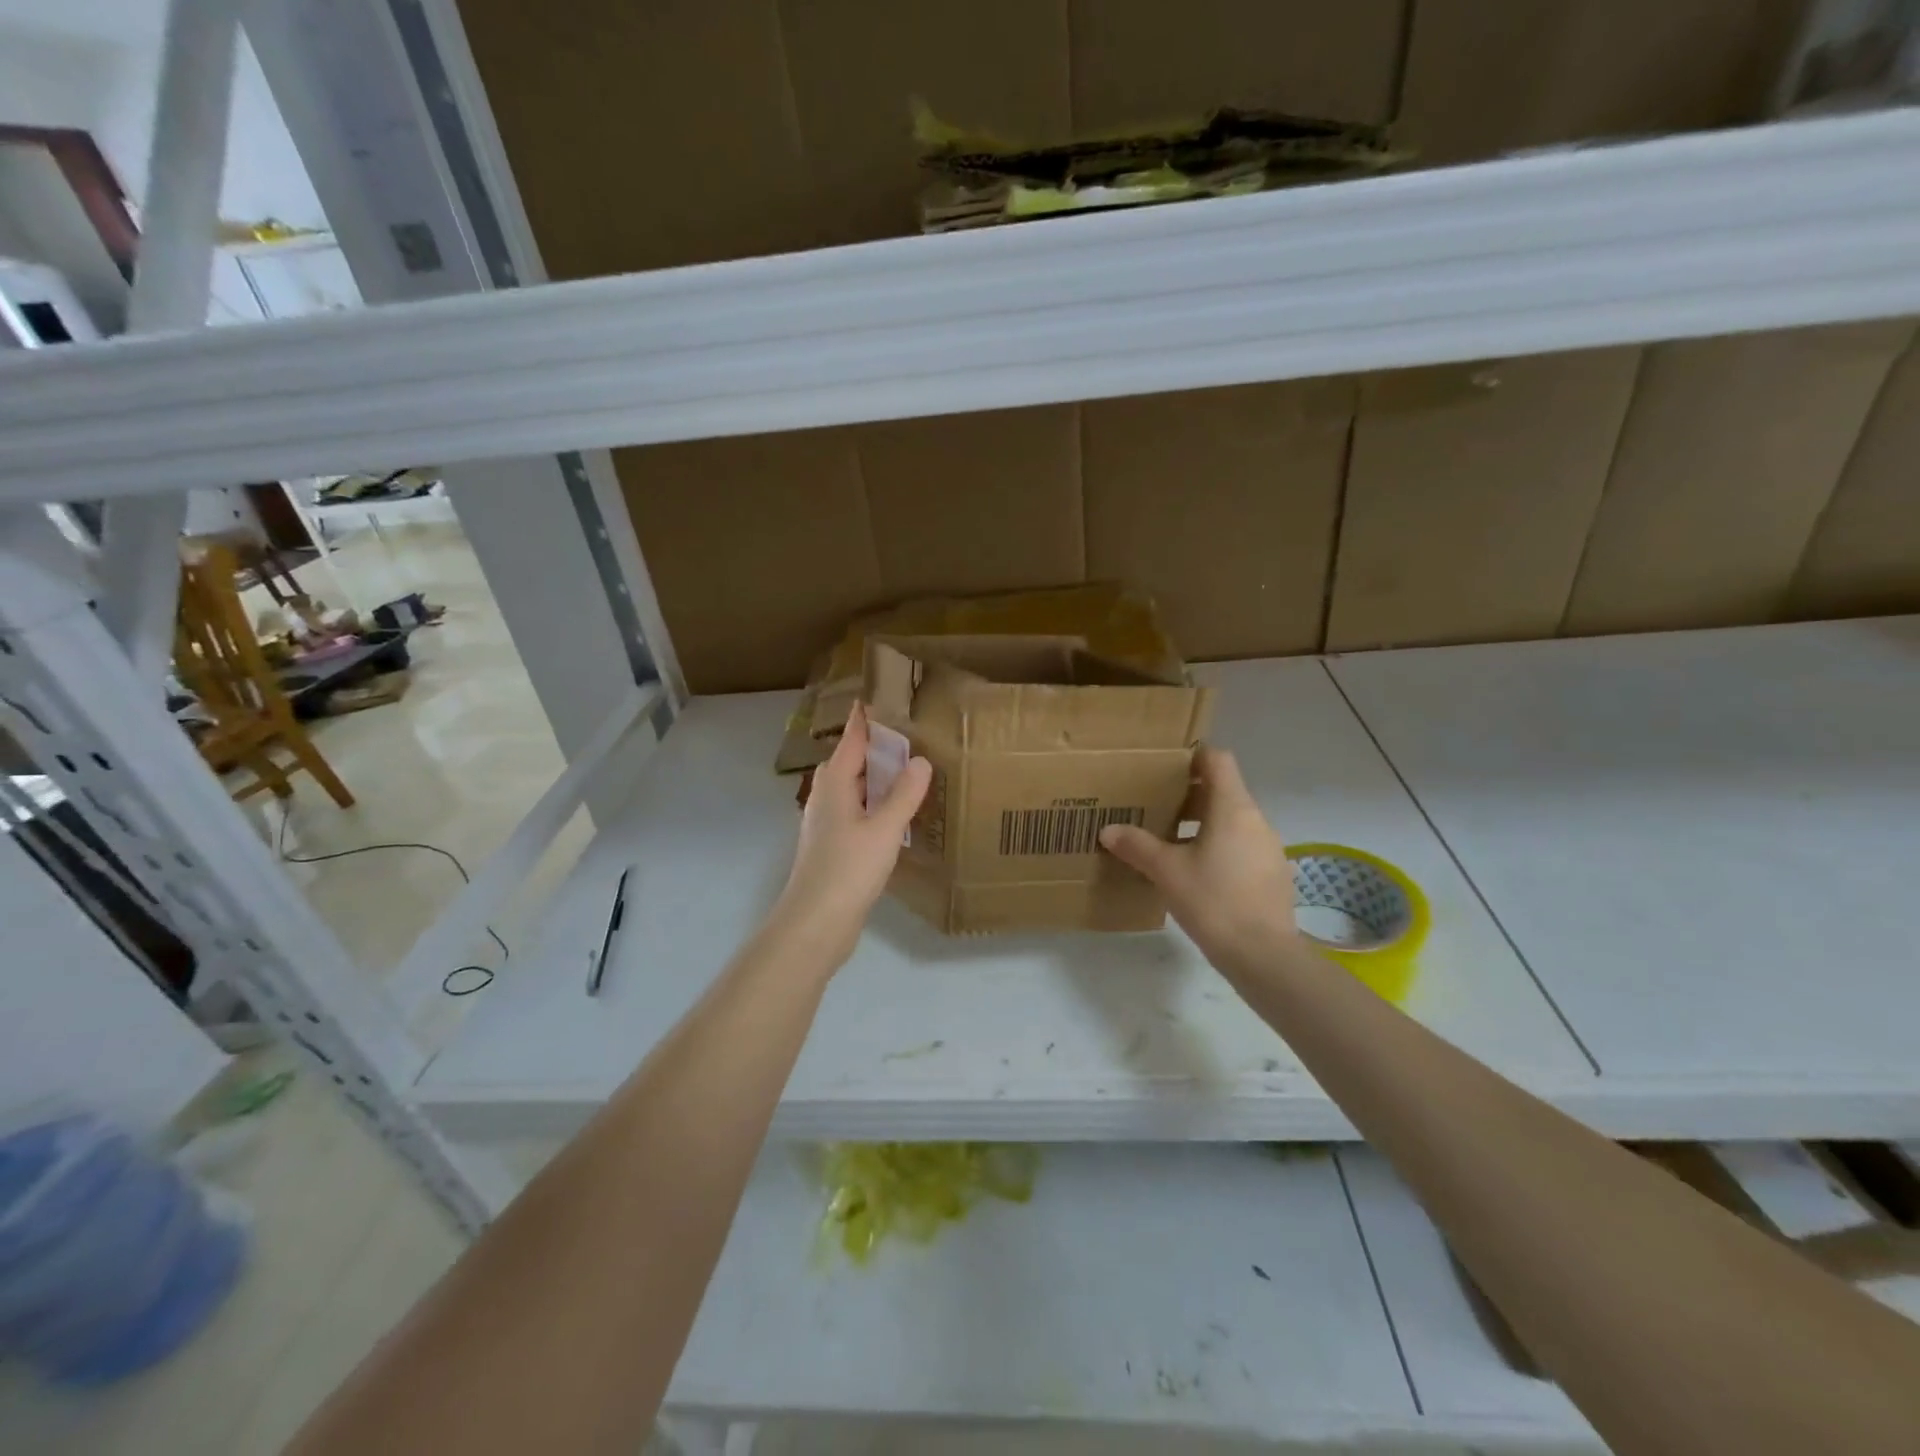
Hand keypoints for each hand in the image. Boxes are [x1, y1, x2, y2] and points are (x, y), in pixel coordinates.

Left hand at [768, 704, 931, 968]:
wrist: (816, 923)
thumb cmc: (848, 869)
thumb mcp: (884, 829)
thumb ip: (904, 794)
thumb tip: (920, 760)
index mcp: (834, 783)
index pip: (852, 738)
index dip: (867, 717)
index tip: (882, 694)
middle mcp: (827, 796)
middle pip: (852, 761)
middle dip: (877, 746)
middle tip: (912, 731)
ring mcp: (828, 822)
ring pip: (856, 788)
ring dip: (878, 777)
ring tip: (910, 768)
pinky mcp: (835, 846)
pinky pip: (859, 811)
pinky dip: (877, 803)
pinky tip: (897, 814)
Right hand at [1099, 745, 1299, 973]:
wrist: (1264, 956)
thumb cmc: (1214, 901)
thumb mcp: (1167, 871)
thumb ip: (1137, 846)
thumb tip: (1109, 830)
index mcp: (1232, 808)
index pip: (1217, 760)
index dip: (1192, 756)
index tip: (1164, 767)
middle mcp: (1256, 820)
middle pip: (1222, 791)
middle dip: (1188, 795)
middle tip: (1154, 805)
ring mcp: (1268, 848)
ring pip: (1231, 821)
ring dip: (1202, 824)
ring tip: (1169, 841)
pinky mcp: (1272, 874)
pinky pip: (1241, 847)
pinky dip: (1218, 848)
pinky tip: (1195, 873)